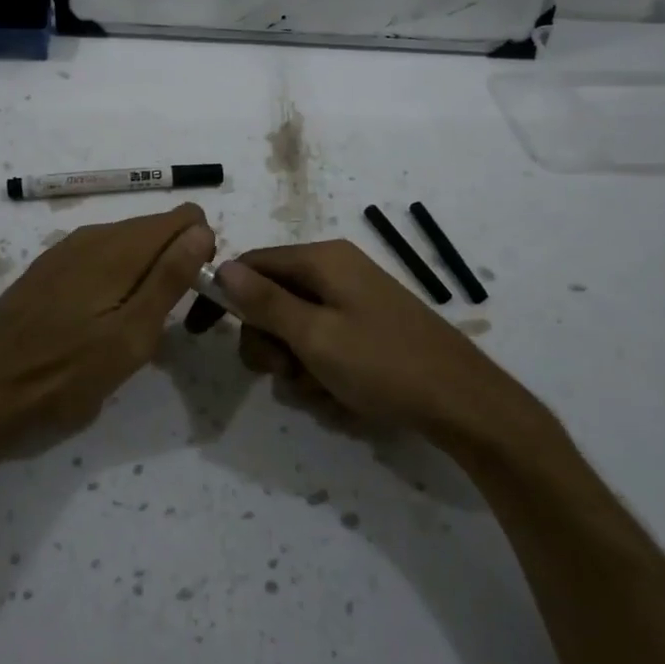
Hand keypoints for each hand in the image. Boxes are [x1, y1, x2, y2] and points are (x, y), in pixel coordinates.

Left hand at [0, 203, 214, 451]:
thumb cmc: (63, 372)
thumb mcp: (130, 335)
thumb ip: (169, 278)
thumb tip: (202, 230)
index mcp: (120, 246)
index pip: (185, 218)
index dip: (200, 253)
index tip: (191, 298)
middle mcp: (94, 235)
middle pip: (157, 231)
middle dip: (175, 266)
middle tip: (162, 325)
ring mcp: (67, 250)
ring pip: (128, 247)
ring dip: (145, 277)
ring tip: (130, 331)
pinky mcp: (49, 269)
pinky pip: (101, 259)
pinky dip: (116, 282)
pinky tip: (98, 325)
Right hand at [216, 239, 528, 438]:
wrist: (464, 404)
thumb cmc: (383, 364)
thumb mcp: (314, 335)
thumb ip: (265, 301)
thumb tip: (221, 265)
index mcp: (322, 259)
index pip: (251, 264)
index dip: (222, 296)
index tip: (200, 333)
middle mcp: (335, 271)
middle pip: (271, 300)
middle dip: (270, 342)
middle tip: (288, 372)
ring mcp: (354, 301)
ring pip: (295, 329)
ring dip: (297, 365)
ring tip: (324, 389)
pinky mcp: (367, 329)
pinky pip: (323, 344)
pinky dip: (322, 371)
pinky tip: (344, 394)